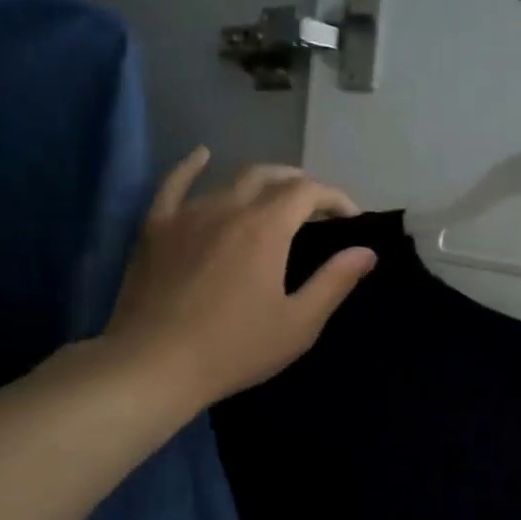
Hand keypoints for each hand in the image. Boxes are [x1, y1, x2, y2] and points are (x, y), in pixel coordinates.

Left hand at [104, 149, 376, 404]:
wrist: (154, 365)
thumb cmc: (235, 349)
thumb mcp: (298, 323)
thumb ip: (334, 282)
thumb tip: (366, 251)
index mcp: (266, 228)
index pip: (308, 192)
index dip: (335, 198)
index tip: (351, 218)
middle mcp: (228, 208)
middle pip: (271, 177)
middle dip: (301, 185)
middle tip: (317, 208)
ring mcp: (187, 214)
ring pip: (230, 180)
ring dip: (261, 181)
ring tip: (276, 195)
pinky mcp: (156, 228)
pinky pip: (174, 184)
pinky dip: (192, 166)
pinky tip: (202, 155)